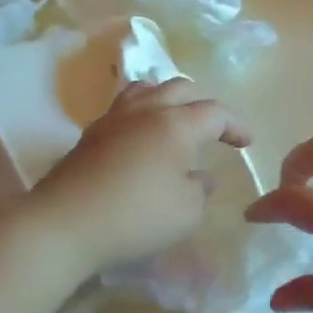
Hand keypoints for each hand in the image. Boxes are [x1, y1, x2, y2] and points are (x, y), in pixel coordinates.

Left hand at [28, 78, 251, 276]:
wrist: (65, 224)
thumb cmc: (137, 216)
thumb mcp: (187, 211)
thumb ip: (200, 189)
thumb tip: (199, 176)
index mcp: (175, 124)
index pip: (214, 112)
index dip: (235, 125)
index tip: (247, 143)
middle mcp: (144, 111)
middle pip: (179, 88)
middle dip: (203, 104)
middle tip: (214, 127)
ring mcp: (112, 120)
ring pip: (145, 90)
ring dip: (167, 99)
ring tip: (174, 120)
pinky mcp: (89, 136)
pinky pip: (123, 109)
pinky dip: (142, 114)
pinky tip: (142, 138)